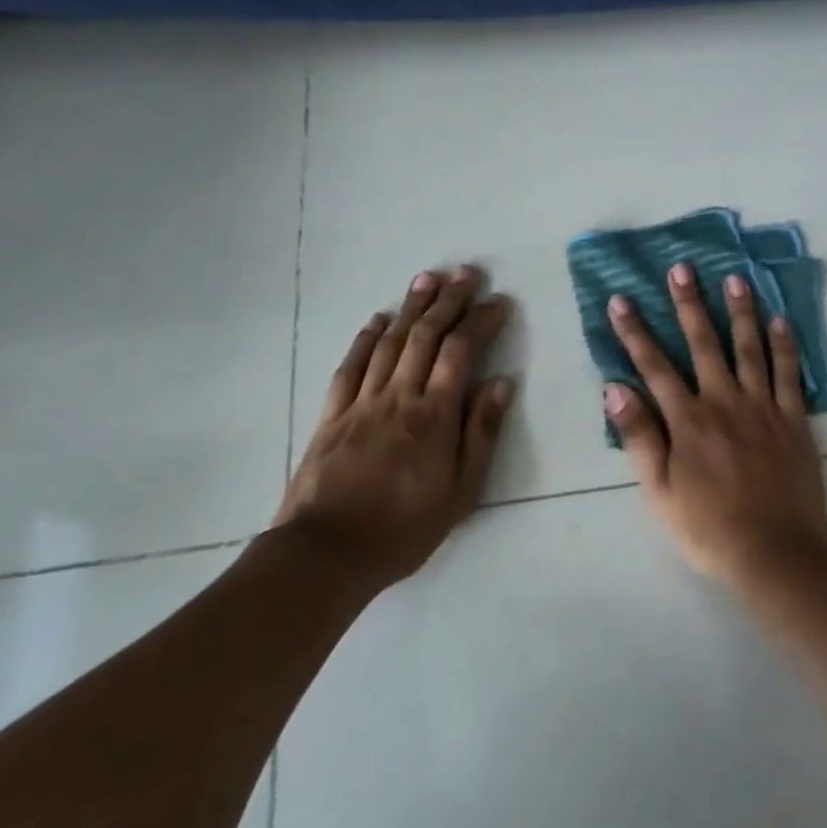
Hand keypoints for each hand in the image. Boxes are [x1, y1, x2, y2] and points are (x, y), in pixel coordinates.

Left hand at [275, 267, 514, 584]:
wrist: (325, 554)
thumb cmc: (404, 528)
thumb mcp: (461, 492)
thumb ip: (482, 433)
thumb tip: (501, 383)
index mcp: (434, 415)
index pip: (461, 352)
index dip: (480, 321)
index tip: (498, 301)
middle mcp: (399, 396)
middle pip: (426, 336)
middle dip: (448, 301)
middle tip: (465, 273)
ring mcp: (362, 402)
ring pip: (390, 343)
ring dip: (410, 308)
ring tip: (427, 280)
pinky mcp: (332, 415)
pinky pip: (350, 367)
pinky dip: (365, 339)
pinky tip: (377, 321)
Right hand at [604, 262, 826, 588]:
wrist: (776, 554)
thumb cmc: (709, 529)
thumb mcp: (658, 493)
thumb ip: (639, 438)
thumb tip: (615, 388)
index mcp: (688, 421)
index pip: (654, 367)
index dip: (634, 332)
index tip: (621, 299)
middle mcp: (724, 402)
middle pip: (703, 344)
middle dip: (689, 304)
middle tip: (682, 268)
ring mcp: (763, 407)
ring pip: (749, 348)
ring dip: (740, 311)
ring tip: (735, 278)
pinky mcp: (794, 420)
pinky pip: (790, 374)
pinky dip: (785, 345)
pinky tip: (780, 320)